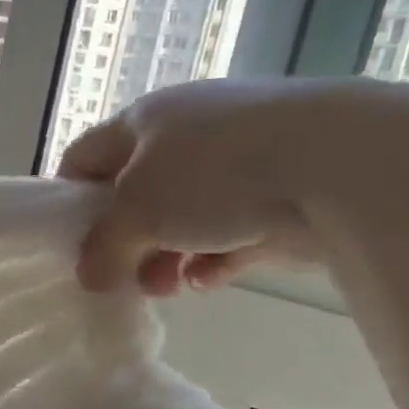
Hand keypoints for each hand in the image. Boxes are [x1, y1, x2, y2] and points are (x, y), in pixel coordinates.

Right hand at [58, 77, 373, 294]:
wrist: (338, 164)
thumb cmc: (214, 175)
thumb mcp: (138, 211)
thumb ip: (104, 248)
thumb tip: (89, 277)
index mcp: (145, 121)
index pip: (85, 157)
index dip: (70, 201)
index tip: (70, 246)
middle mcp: (187, 135)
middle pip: (135, 195)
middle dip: (123, 242)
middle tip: (121, 278)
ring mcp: (235, 164)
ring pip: (181, 218)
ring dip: (164, 257)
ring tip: (166, 287)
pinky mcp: (275, 196)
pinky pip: (227, 233)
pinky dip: (211, 258)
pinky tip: (206, 280)